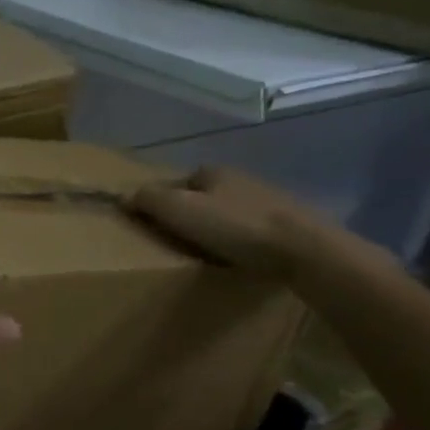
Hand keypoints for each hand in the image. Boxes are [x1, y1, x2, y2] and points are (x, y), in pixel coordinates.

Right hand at [126, 166, 367, 280]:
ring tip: (212, 254)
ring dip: (221, 229)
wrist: (306, 250)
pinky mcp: (291, 224)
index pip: (178, 183)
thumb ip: (148, 199)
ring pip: (232, 213)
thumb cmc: (236, 226)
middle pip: (205, 197)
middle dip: (194, 216)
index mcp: (213, 171)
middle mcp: (242, 178)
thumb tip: (123, 196)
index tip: (159, 228)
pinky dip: (245, 241)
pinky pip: (255, 231)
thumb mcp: (180, 210)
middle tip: (182, 244)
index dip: (164, 203)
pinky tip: (243, 258)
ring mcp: (270, 200)